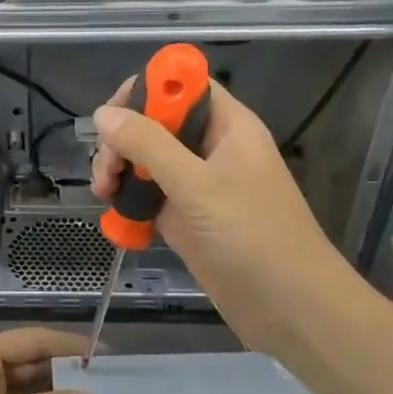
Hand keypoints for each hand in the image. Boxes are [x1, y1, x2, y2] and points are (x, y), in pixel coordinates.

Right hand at [91, 78, 353, 357]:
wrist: (290, 309)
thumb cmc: (252, 238)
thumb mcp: (197, 186)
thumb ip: (149, 145)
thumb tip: (102, 115)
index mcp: (227, 126)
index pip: (182, 85)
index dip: (145, 91)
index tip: (113, 119)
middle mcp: (212, 148)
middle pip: (156, 122)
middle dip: (123, 139)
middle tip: (107, 172)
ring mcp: (199, 185)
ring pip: (147, 160)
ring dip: (120, 170)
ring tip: (105, 194)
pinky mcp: (188, 218)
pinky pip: (150, 196)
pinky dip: (130, 202)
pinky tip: (117, 218)